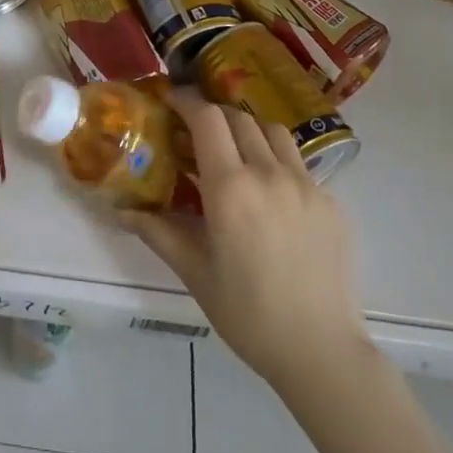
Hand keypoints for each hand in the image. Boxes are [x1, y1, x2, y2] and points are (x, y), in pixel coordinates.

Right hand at [123, 89, 369, 396]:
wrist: (321, 352)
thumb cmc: (248, 314)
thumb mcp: (195, 273)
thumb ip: (157, 232)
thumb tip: (121, 211)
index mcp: (230, 187)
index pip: (207, 119)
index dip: (186, 101)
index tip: (171, 100)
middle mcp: (269, 173)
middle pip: (239, 118)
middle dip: (213, 115)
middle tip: (196, 131)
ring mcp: (306, 185)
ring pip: (273, 132)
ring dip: (248, 130)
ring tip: (236, 153)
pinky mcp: (331, 202)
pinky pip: (299, 164)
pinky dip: (277, 162)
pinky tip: (271, 195)